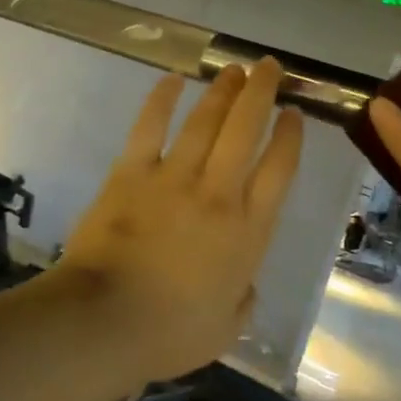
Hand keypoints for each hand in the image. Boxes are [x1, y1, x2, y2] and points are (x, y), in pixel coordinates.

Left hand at [55, 59, 303, 383]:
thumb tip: (243, 284)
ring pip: (205, 121)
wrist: (105, 322)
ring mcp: (174, 179)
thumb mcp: (226, 329)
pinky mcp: (131, 174)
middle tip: (269, 67)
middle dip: (261, 93)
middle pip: (247, 130)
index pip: (279, 170)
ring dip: (222, 91)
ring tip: (234, 69)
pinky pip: (150, 128)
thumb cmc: (170, 333)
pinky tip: (172, 80)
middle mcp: (218, 193)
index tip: (295, 114)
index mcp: (248, 231)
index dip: (290, 137)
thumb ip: (242, 300)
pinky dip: (161, 101)